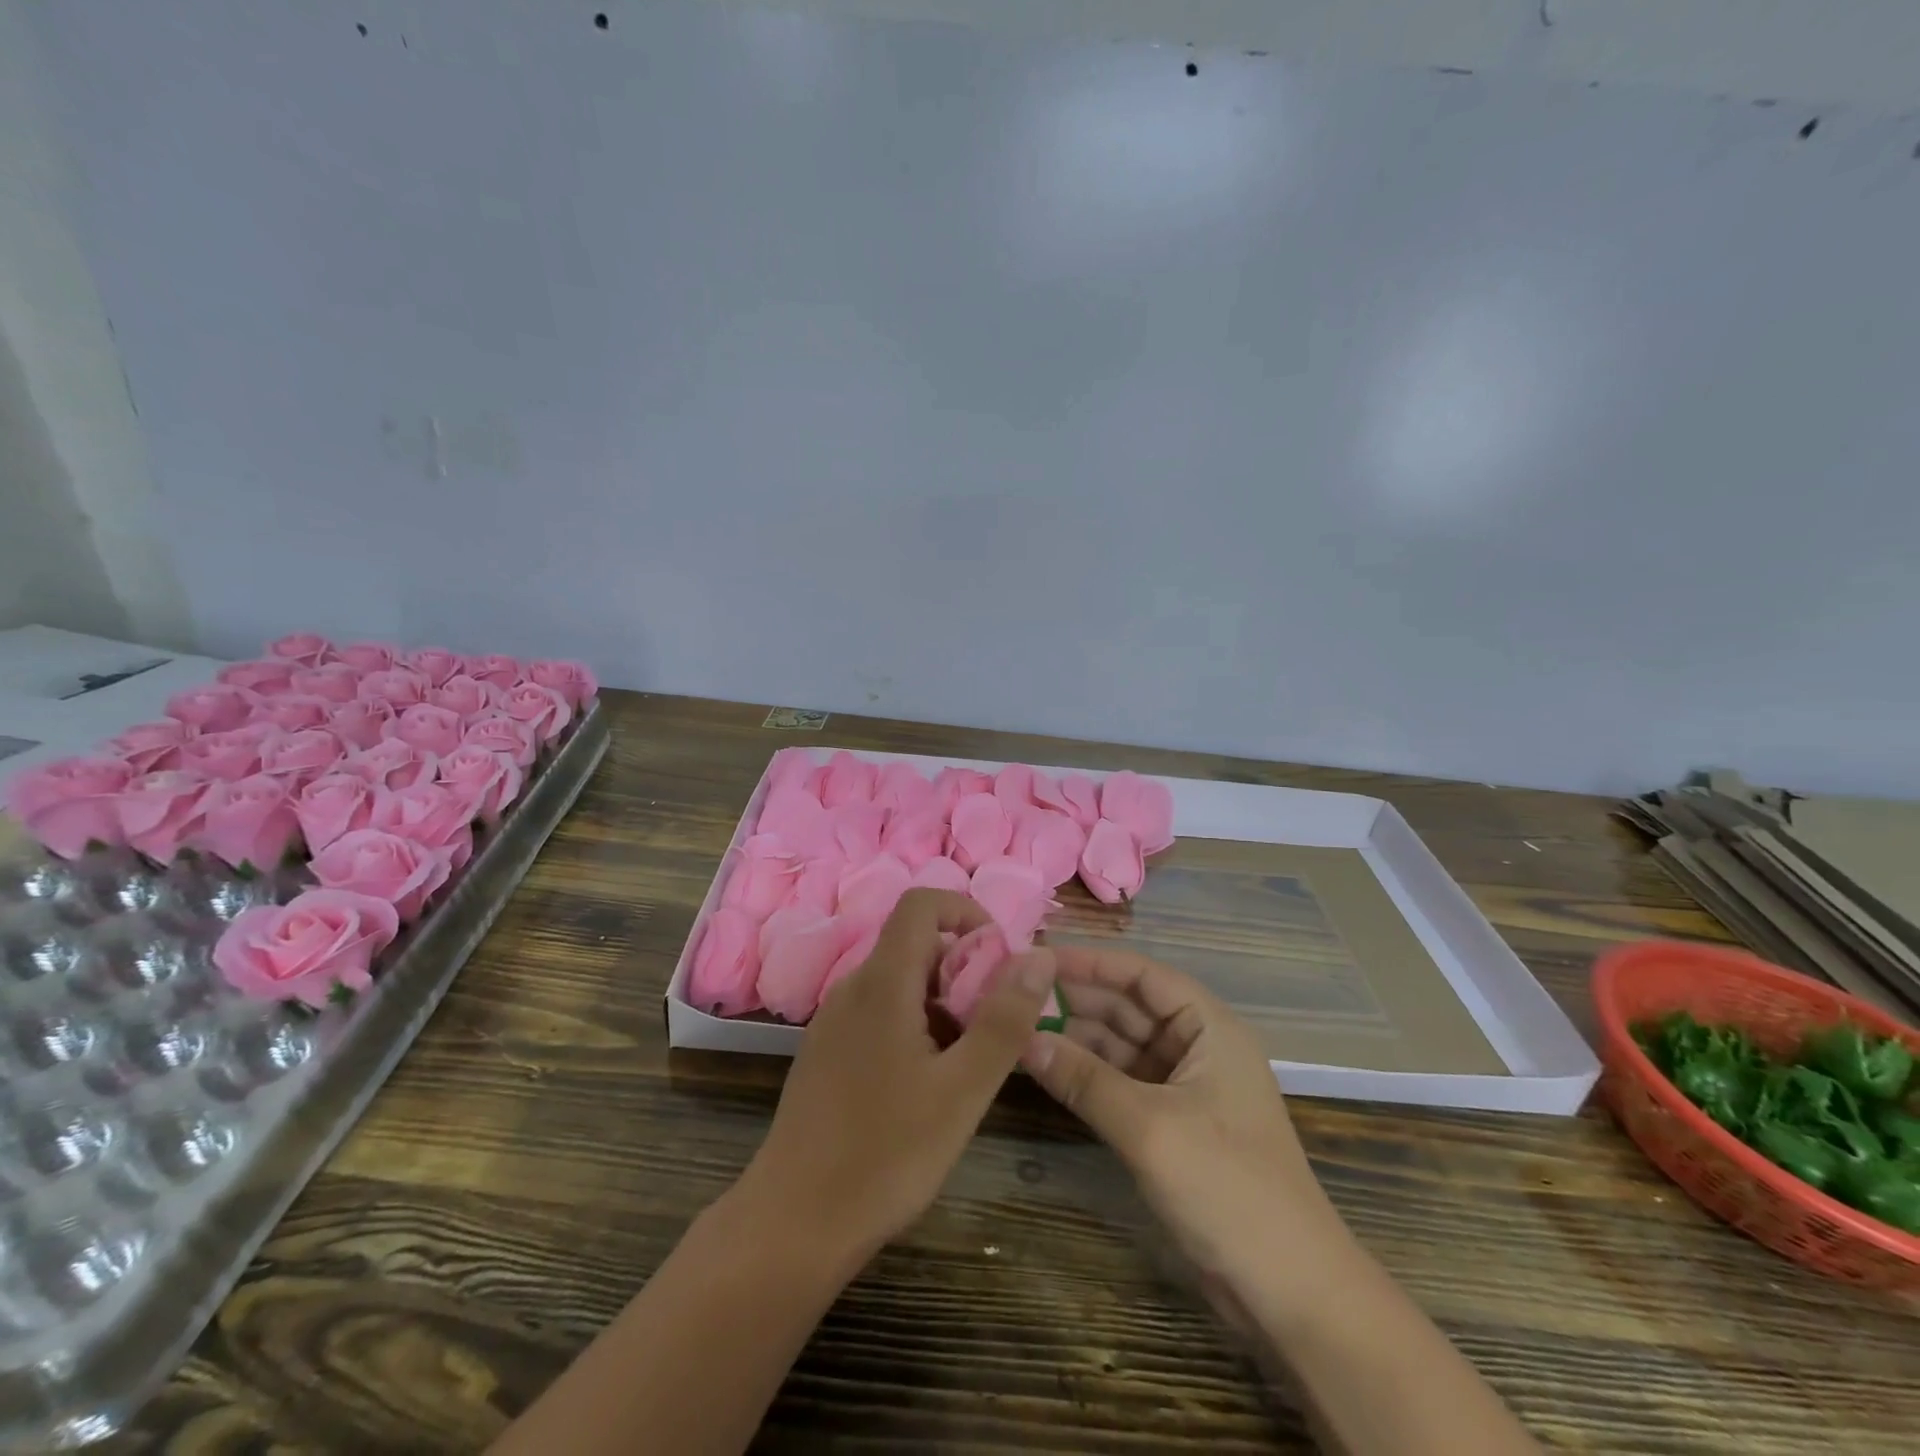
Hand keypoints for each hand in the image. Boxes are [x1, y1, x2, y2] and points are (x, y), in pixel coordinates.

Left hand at [740, 889, 1057, 1262]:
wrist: (793, 1223)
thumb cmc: (886, 1154)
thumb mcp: (963, 1090)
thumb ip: (1005, 1019)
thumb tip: (1040, 955)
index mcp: (882, 982)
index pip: (921, 903)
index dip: (965, 912)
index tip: (1000, 958)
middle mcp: (853, 987)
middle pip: (916, 945)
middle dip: (964, 969)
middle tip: (994, 1026)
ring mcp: (834, 1020)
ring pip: (901, 982)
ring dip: (944, 1002)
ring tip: (967, 1064)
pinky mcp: (828, 1051)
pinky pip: (881, 1012)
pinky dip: (916, 1025)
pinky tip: (927, 1085)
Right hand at [1022, 946, 1351, 1294]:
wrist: (1290, 1292)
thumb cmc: (1228, 1188)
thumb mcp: (1149, 1128)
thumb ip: (1084, 1079)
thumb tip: (1021, 1038)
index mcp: (1209, 1027)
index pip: (1141, 974)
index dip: (1089, 962)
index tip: (1037, 957)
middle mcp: (1196, 1045)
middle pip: (1128, 1006)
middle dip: (1075, 999)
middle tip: (1014, 993)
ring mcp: (1183, 1085)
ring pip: (1119, 1044)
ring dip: (1075, 1037)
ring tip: (1016, 1026)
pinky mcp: (1170, 1123)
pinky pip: (1120, 1081)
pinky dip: (1086, 1074)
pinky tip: (1045, 1067)